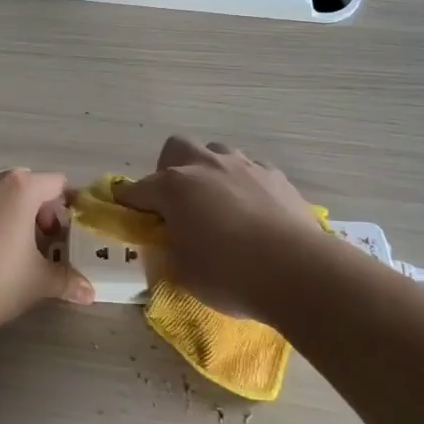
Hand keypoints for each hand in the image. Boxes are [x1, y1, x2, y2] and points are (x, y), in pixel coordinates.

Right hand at [114, 137, 325, 318]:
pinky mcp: (274, 175)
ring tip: (217, 204)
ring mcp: (243, 165)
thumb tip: (172, 240)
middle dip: (169, 170)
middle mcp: (205, 165)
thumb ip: (170, 248)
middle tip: (177, 202)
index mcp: (174, 187)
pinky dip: (243, 184)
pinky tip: (252, 210)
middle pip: (176, 148)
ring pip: (216, 153)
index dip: (128, 202)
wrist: (298, 271)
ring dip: (209, 172)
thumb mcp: (183, 271)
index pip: (137, 190)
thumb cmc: (229, 275)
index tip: (125, 213)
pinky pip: (249, 169)